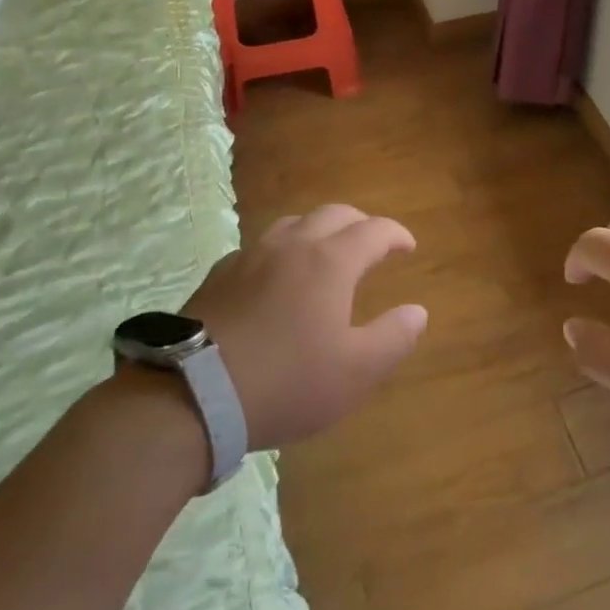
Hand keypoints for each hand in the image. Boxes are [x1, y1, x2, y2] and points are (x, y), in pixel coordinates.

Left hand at [184, 204, 426, 450]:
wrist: (192, 395)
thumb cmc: (286, 382)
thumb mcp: (355, 372)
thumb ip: (394, 338)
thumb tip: (417, 311)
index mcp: (331, 261)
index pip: (374, 231)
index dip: (396, 234)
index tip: (408, 247)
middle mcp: (292, 245)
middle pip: (334, 214)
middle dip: (360, 223)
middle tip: (372, 245)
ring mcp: (251, 256)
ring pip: (293, 223)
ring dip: (318, 230)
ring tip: (324, 253)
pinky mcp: (219, 275)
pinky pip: (260, 247)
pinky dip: (281, 250)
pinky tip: (275, 277)